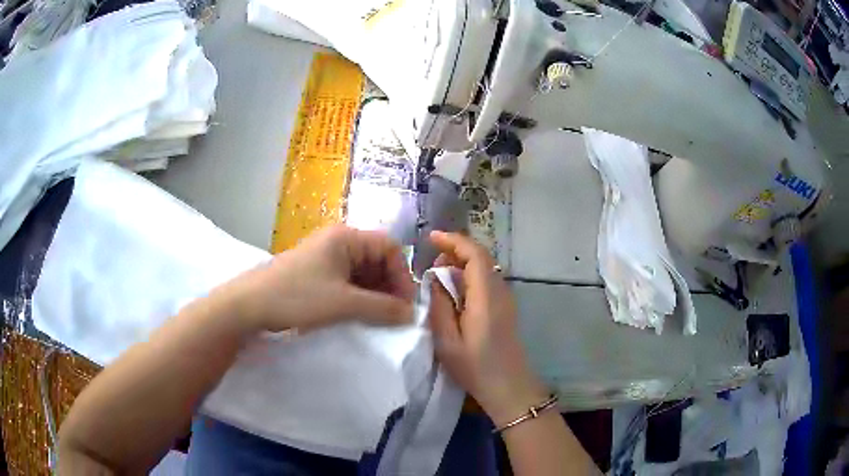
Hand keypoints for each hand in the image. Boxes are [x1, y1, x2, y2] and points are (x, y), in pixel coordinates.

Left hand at [223, 225, 415, 332]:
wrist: (249, 305)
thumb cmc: (297, 297)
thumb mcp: (344, 303)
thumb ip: (382, 308)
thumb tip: (413, 315)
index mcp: (346, 238)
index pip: (390, 248)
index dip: (402, 275)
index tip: (405, 305)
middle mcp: (338, 242)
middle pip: (377, 259)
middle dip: (389, 286)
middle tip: (393, 315)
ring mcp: (325, 257)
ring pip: (362, 273)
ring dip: (374, 294)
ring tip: (377, 318)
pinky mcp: (316, 273)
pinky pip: (347, 282)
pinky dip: (357, 297)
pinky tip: (358, 315)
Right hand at [427, 231, 548, 424]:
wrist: (510, 388)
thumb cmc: (476, 368)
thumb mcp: (448, 341)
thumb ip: (439, 306)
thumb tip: (435, 280)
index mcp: (486, 297)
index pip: (475, 254)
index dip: (454, 240)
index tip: (432, 237)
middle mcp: (500, 291)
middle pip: (481, 257)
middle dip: (456, 249)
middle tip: (431, 258)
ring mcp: (505, 299)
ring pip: (485, 268)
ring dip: (462, 262)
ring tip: (438, 273)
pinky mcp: (505, 308)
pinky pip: (487, 281)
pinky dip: (469, 276)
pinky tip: (454, 291)